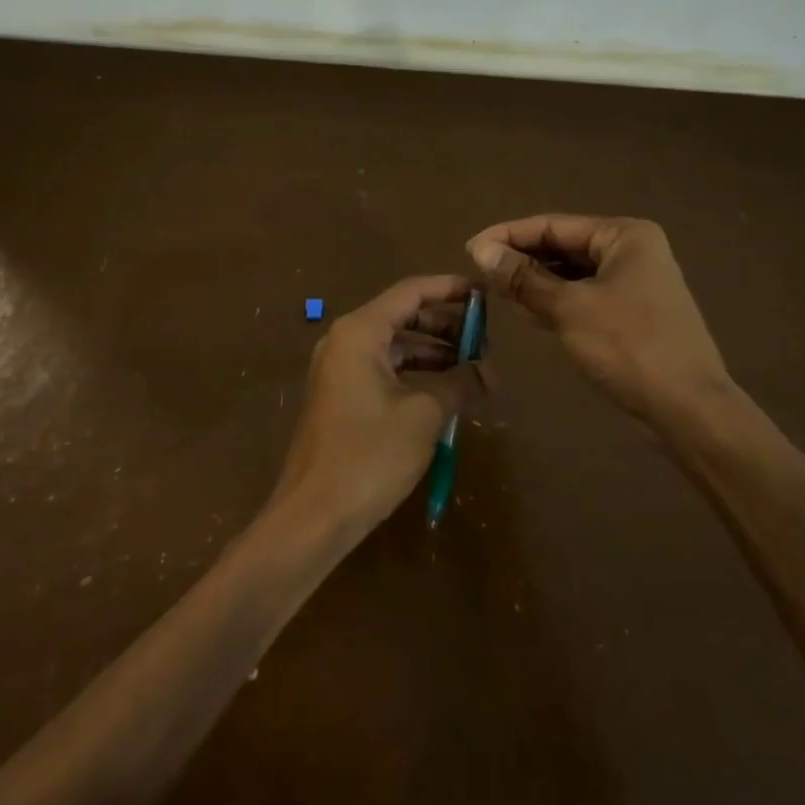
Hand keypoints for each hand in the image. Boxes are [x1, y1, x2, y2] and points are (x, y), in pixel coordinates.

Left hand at [270, 275, 485, 538]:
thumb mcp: (424, 415)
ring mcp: (339, 370)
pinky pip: (384, 370)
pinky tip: (445, 391)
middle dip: (445, 325)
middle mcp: (345, 341)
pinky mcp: (341, 397)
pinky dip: (415, 374)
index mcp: (360, 332)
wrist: (314, 515)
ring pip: (394, 346)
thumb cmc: (369, 455)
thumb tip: (490, 373)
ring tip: (473, 366)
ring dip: (432, 352)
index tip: (485, 295)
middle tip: (485, 338)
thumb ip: (460, 383)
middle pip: (402, 316)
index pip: (411, 292)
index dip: (449, 289)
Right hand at [466, 215, 733, 434]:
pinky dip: (554, 302)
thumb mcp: (569, 308)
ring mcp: (634, 285)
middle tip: (478, 273)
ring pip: (571, 275)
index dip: (509, 235)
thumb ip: (524, 278)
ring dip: (534, 282)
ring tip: (493, 291)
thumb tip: (480, 250)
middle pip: (563, 247)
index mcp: (624, 236)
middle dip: (521, 259)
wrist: (689, 410)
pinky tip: (524, 312)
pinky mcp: (630, 315)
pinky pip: (583, 298)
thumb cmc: (629, 346)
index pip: (553, 225)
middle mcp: (631, 252)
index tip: (469, 249)